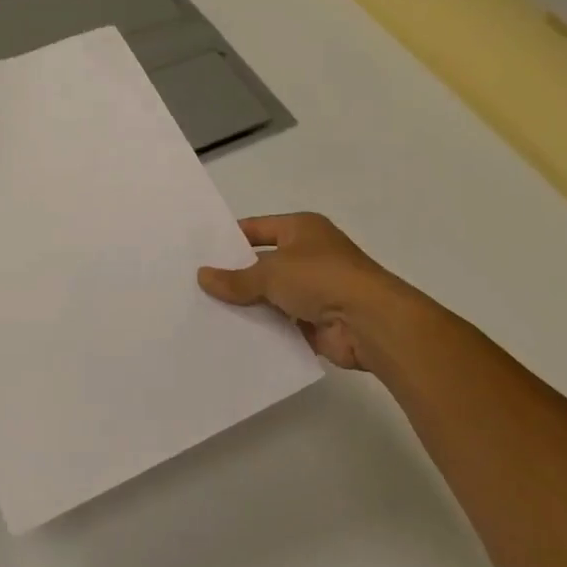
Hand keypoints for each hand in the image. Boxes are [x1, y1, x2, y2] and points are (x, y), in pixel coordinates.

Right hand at [198, 213, 441, 372]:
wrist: (371, 322)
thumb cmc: (321, 279)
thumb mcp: (271, 272)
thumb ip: (236, 279)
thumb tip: (202, 276)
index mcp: (301, 229)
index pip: (257, 229)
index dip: (229, 239)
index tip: (199, 253)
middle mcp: (309, 255)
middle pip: (263, 263)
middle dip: (235, 276)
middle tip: (196, 287)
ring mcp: (315, 290)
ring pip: (271, 296)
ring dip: (249, 306)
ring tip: (207, 314)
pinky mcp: (318, 322)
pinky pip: (283, 324)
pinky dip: (264, 330)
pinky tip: (233, 337)